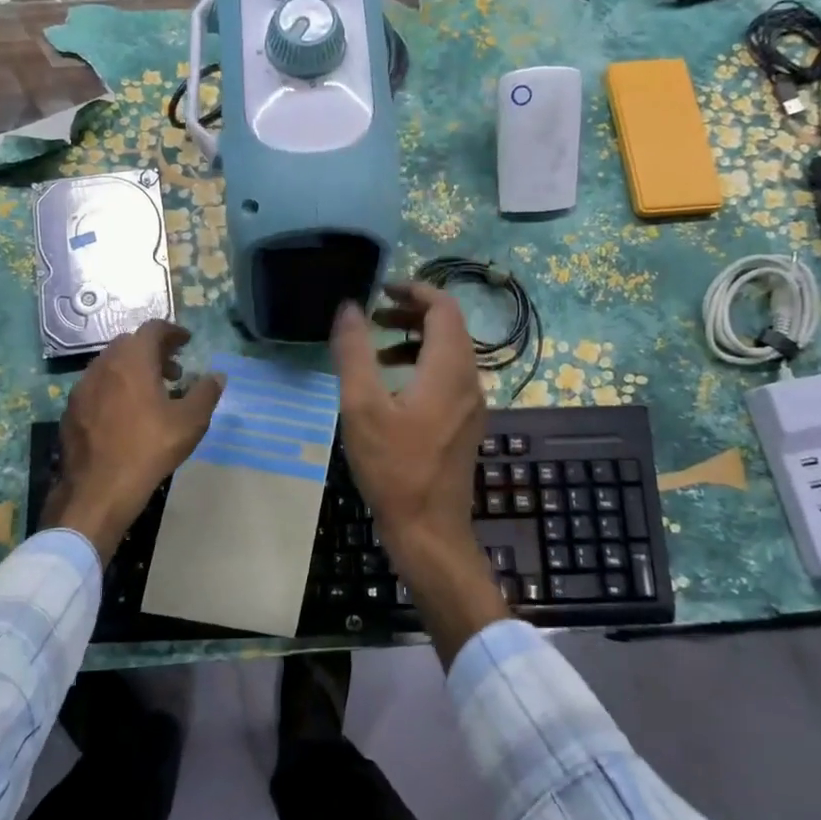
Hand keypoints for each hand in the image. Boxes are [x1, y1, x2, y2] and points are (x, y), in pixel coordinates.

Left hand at [44, 321, 223, 558]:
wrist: (99, 489)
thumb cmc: (149, 449)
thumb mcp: (190, 422)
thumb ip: (206, 393)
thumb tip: (217, 376)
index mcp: (133, 360)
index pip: (153, 329)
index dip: (172, 332)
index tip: (186, 342)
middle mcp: (104, 365)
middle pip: (130, 344)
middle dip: (153, 351)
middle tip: (173, 371)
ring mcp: (83, 387)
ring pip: (110, 365)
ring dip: (132, 369)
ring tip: (151, 394)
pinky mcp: (72, 409)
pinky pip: (97, 386)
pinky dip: (114, 388)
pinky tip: (125, 414)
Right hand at [331, 283, 506, 661]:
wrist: (429, 530)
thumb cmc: (393, 467)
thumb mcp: (362, 407)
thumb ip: (354, 353)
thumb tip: (349, 307)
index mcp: (448, 369)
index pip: (444, 308)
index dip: (415, 290)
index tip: (381, 289)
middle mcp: (469, 380)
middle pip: (449, 327)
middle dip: (412, 313)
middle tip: (374, 315)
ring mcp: (471, 405)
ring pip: (449, 353)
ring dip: (415, 340)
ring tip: (376, 349)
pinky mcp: (464, 424)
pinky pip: (448, 378)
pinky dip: (422, 366)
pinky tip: (392, 388)